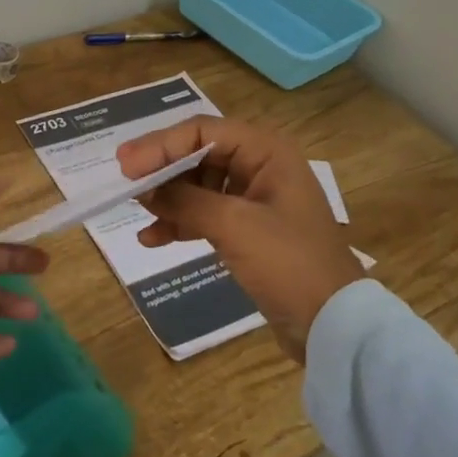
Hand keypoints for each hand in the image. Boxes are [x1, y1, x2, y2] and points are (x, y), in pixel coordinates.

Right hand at [118, 118, 362, 362]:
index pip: (202, 131)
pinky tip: (152, 239)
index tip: (125, 166)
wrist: (333, 324)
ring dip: (167, 197)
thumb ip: (184, 201)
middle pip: (197, 154)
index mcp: (265, 151)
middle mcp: (259, 166)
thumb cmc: (288, 262)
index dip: (160, 144)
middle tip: (124, 183)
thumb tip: (143, 189)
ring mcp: (254, 199)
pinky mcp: (248, 230)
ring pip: (198, 185)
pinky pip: (205, 214)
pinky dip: (180, 223)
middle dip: (161, 169)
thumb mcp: (233, 225)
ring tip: (137, 212)